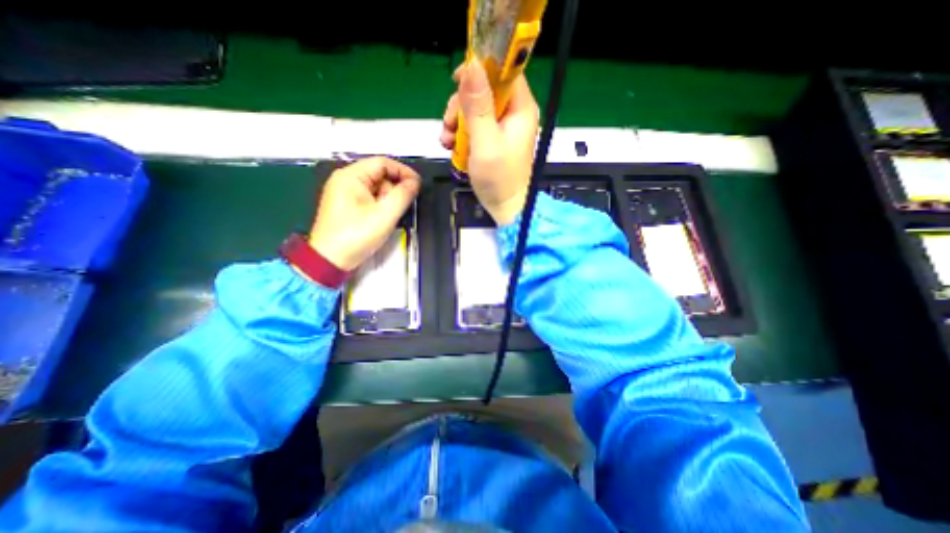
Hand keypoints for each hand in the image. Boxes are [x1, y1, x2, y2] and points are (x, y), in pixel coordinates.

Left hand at [309, 153, 417, 269]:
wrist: (331, 260)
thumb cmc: (356, 236)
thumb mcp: (384, 215)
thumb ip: (403, 195)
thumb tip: (415, 182)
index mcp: (350, 176)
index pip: (383, 163)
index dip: (403, 171)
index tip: (418, 185)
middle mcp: (346, 180)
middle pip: (380, 175)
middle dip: (395, 188)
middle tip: (404, 205)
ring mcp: (346, 193)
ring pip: (377, 188)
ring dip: (389, 199)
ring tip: (392, 216)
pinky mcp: (348, 206)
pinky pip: (371, 198)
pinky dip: (382, 205)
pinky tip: (385, 218)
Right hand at [443, 61, 537, 223]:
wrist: (505, 207)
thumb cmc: (499, 179)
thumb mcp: (486, 142)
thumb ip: (478, 106)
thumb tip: (471, 65)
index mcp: (520, 109)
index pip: (504, 71)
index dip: (481, 68)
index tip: (457, 80)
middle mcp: (513, 113)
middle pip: (484, 90)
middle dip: (461, 105)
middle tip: (450, 125)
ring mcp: (503, 127)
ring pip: (475, 108)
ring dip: (457, 122)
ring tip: (448, 141)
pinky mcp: (493, 139)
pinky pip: (474, 125)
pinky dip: (460, 133)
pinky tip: (452, 146)